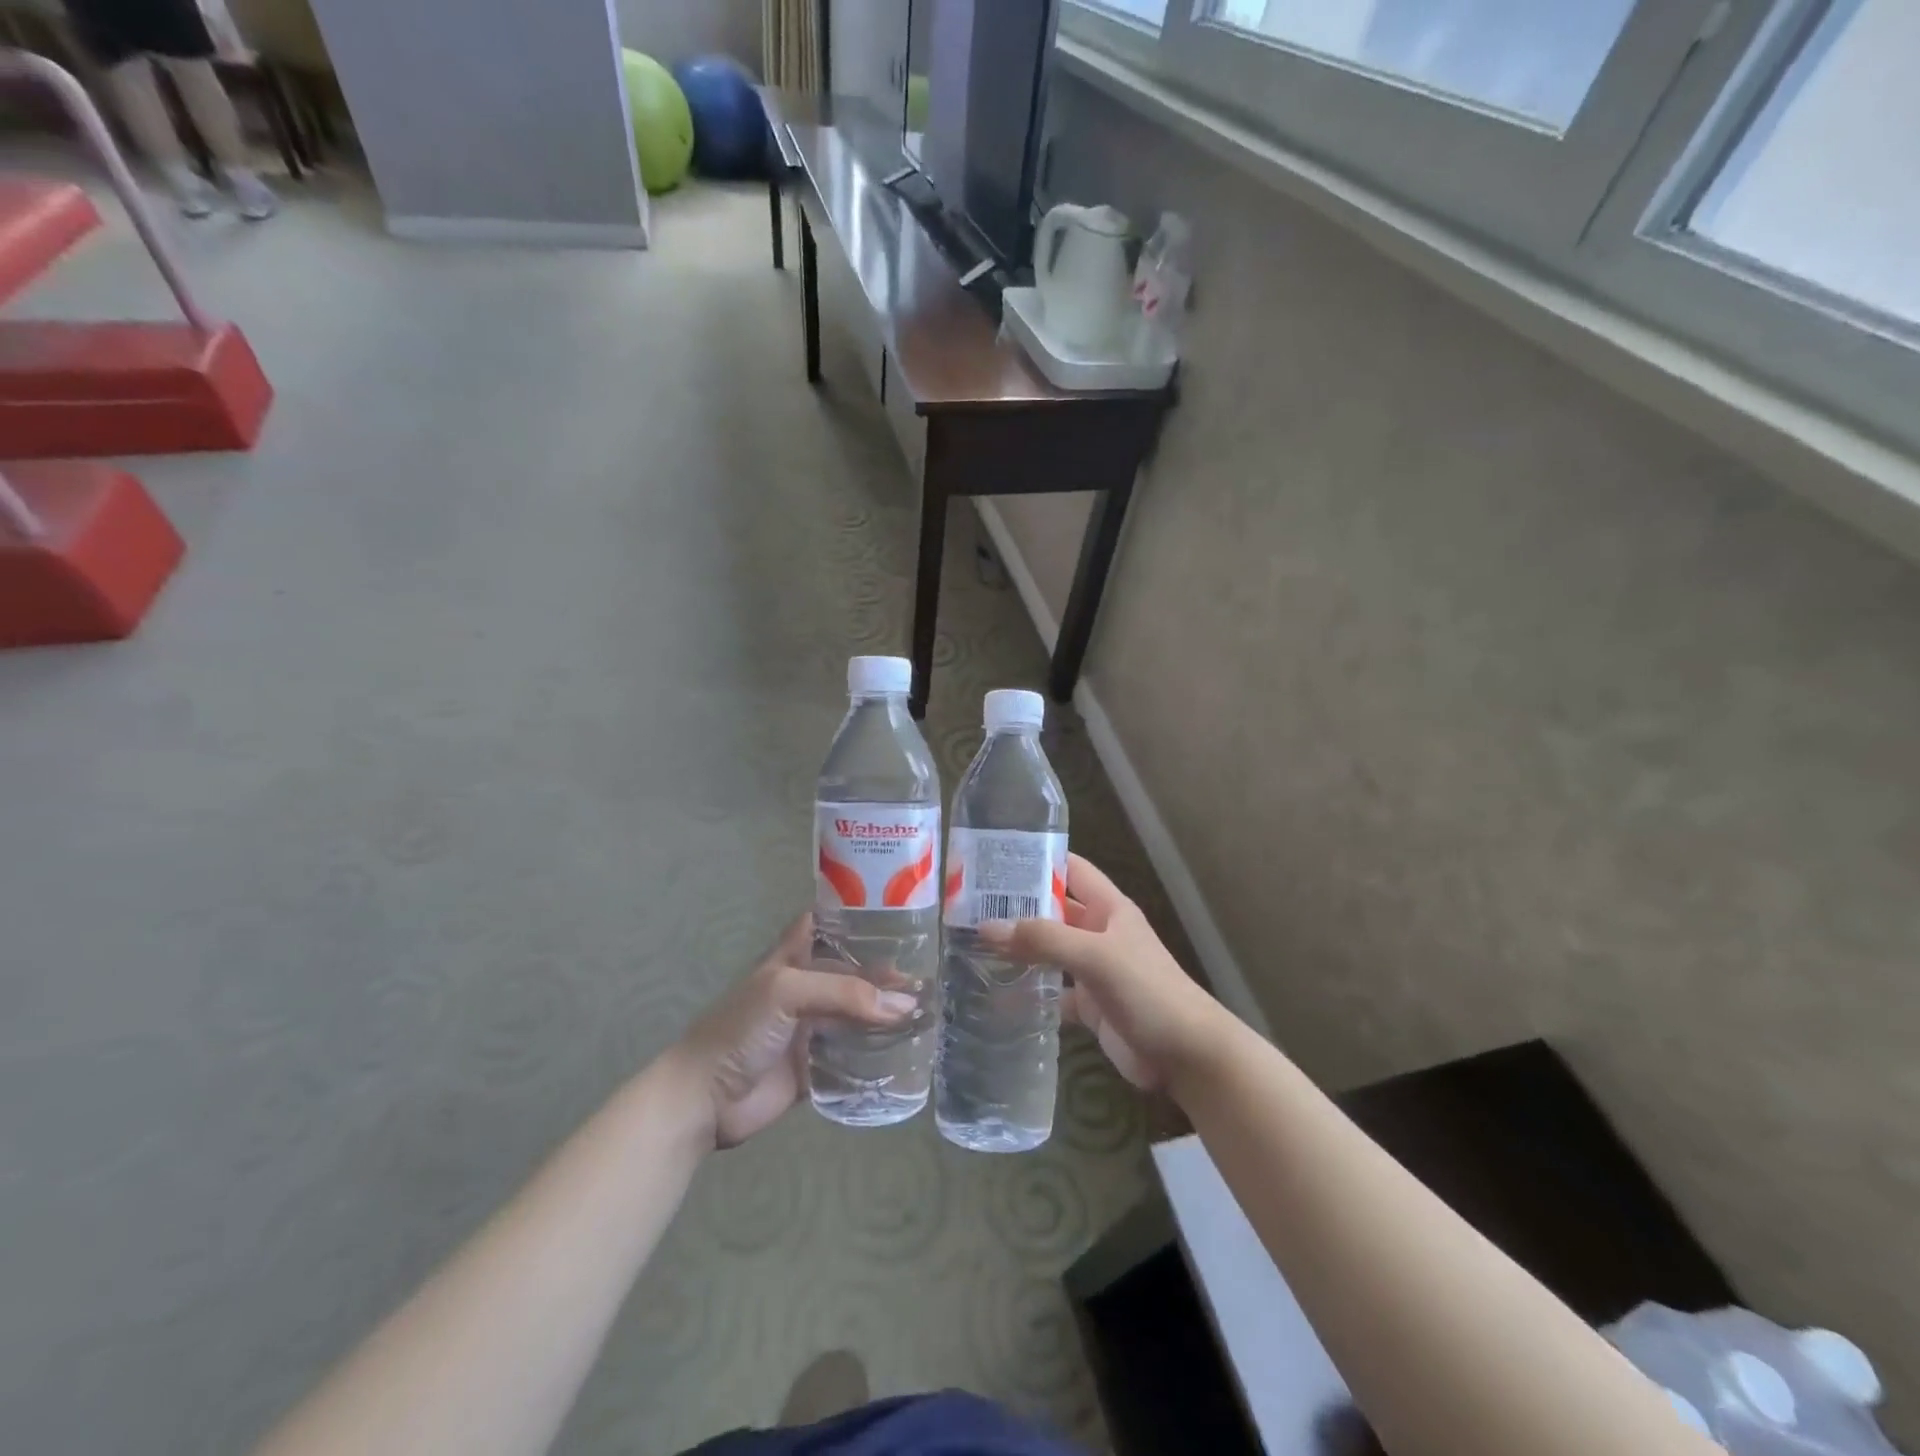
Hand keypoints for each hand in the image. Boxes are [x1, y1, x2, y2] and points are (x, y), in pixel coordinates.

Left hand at [670, 915, 916, 1148]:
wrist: (705, 1099)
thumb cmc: (740, 1029)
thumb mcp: (789, 992)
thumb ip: (846, 993)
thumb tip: (905, 1005)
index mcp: (792, 958)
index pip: (826, 925)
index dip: (856, 918)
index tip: (898, 915)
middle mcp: (806, 988)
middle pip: (851, 974)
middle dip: (884, 973)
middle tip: (929, 976)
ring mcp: (810, 1029)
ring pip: (856, 1015)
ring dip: (885, 1014)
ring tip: (929, 1011)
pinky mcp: (816, 1068)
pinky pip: (853, 1057)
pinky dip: (878, 1053)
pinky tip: (909, 1050)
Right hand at [979, 855, 1228, 1091]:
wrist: (1187, 1056)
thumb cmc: (1148, 991)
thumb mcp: (1096, 956)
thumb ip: (1044, 940)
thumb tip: (986, 927)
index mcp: (1108, 908)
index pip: (1071, 870)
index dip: (1039, 860)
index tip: (995, 858)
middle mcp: (1099, 933)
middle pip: (1053, 909)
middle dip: (1018, 905)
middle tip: (968, 903)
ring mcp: (1093, 970)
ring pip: (1049, 950)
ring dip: (1019, 947)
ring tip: (971, 942)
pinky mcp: (1089, 1005)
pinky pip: (1051, 991)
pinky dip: (1028, 991)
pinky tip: (995, 992)